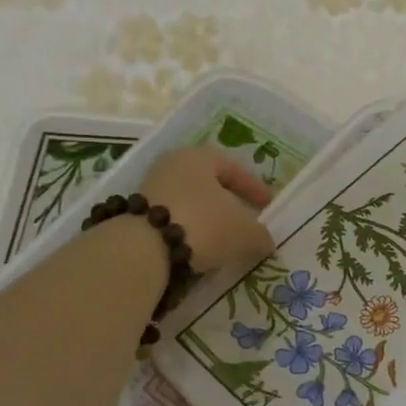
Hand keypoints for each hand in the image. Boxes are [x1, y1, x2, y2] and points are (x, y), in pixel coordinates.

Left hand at [139, 146, 276, 274]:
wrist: (144, 249)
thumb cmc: (203, 224)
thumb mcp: (244, 232)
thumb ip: (260, 235)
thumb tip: (266, 241)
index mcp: (198, 157)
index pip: (233, 168)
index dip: (254, 187)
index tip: (268, 205)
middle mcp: (172, 166)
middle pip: (208, 184)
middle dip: (229, 202)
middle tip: (245, 219)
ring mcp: (150, 190)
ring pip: (189, 203)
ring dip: (208, 219)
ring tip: (223, 240)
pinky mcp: (137, 216)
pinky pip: (173, 221)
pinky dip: (189, 232)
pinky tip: (199, 249)